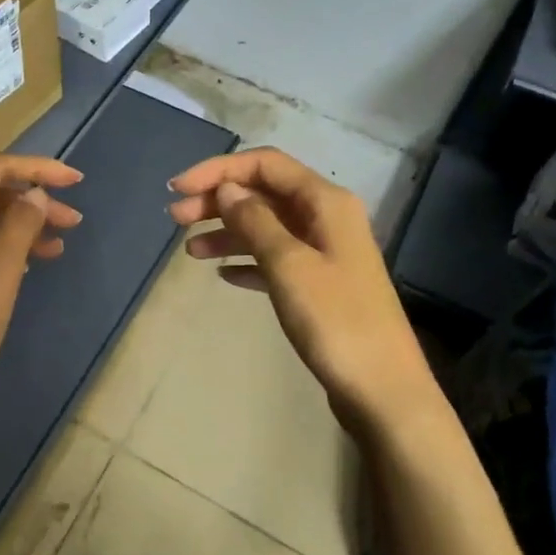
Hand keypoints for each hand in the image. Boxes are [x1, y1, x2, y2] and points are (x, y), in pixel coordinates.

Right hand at [170, 148, 436, 425]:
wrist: (381, 389)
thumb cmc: (335, 320)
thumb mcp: (288, 264)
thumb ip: (255, 221)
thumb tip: (227, 189)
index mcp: (325, 202)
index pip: (265, 165)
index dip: (219, 170)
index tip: (178, 188)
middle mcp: (326, 218)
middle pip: (264, 194)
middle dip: (218, 200)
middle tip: (174, 219)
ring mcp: (324, 253)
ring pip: (267, 227)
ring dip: (227, 232)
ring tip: (190, 251)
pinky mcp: (320, 285)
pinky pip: (275, 260)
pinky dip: (247, 261)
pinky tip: (223, 275)